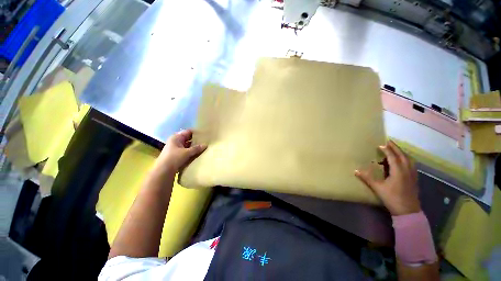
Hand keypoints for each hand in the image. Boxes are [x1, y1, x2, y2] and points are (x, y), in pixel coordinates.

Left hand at [155, 129, 206, 174]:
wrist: (163, 172)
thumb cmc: (174, 158)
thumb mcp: (187, 152)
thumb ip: (196, 148)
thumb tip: (205, 145)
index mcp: (176, 137)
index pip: (188, 132)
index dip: (196, 133)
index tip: (205, 134)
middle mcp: (175, 142)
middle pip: (188, 139)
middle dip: (196, 140)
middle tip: (206, 141)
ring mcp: (176, 149)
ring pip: (187, 146)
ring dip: (194, 147)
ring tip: (204, 148)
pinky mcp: (177, 156)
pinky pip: (186, 152)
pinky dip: (191, 152)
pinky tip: (198, 154)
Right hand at [355, 140, 420, 215]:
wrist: (408, 211)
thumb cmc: (392, 198)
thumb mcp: (378, 188)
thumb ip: (367, 178)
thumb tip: (355, 171)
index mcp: (398, 171)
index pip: (393, 157)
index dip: (387, 150)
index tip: (380, 145)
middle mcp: (407, 170)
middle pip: (402, 155)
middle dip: (396, 148)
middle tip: (389, 141)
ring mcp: (412, 174)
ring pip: (409, 159)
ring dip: (402, 153)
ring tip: (396, 149)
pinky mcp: (414, 179)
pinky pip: (411, 164)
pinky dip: (407, 159)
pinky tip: (404, 161)